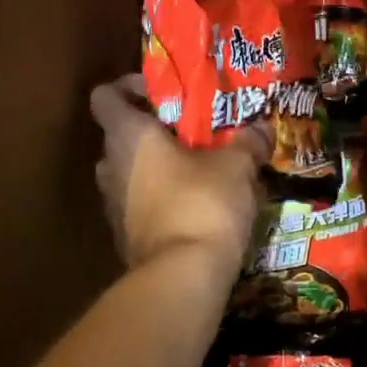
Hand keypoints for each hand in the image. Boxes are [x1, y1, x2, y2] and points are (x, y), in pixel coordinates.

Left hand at [89, 75, 268, 275]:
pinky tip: (196, 206)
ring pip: (129, 172)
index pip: (105, 96)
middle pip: (119, 135)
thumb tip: (261, 127)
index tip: (163, 95)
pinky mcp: (125, 237)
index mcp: (128, 136)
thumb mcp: (236, 165)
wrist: (183, 278)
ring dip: (156, 168)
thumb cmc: (203, 203)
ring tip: (198, 169)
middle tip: (191, 133)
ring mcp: (112, 205)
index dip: (129, 88)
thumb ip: (247, 141)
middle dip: (152, 131)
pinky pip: (139, 205)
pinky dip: (159, 200)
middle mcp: (110, 165)